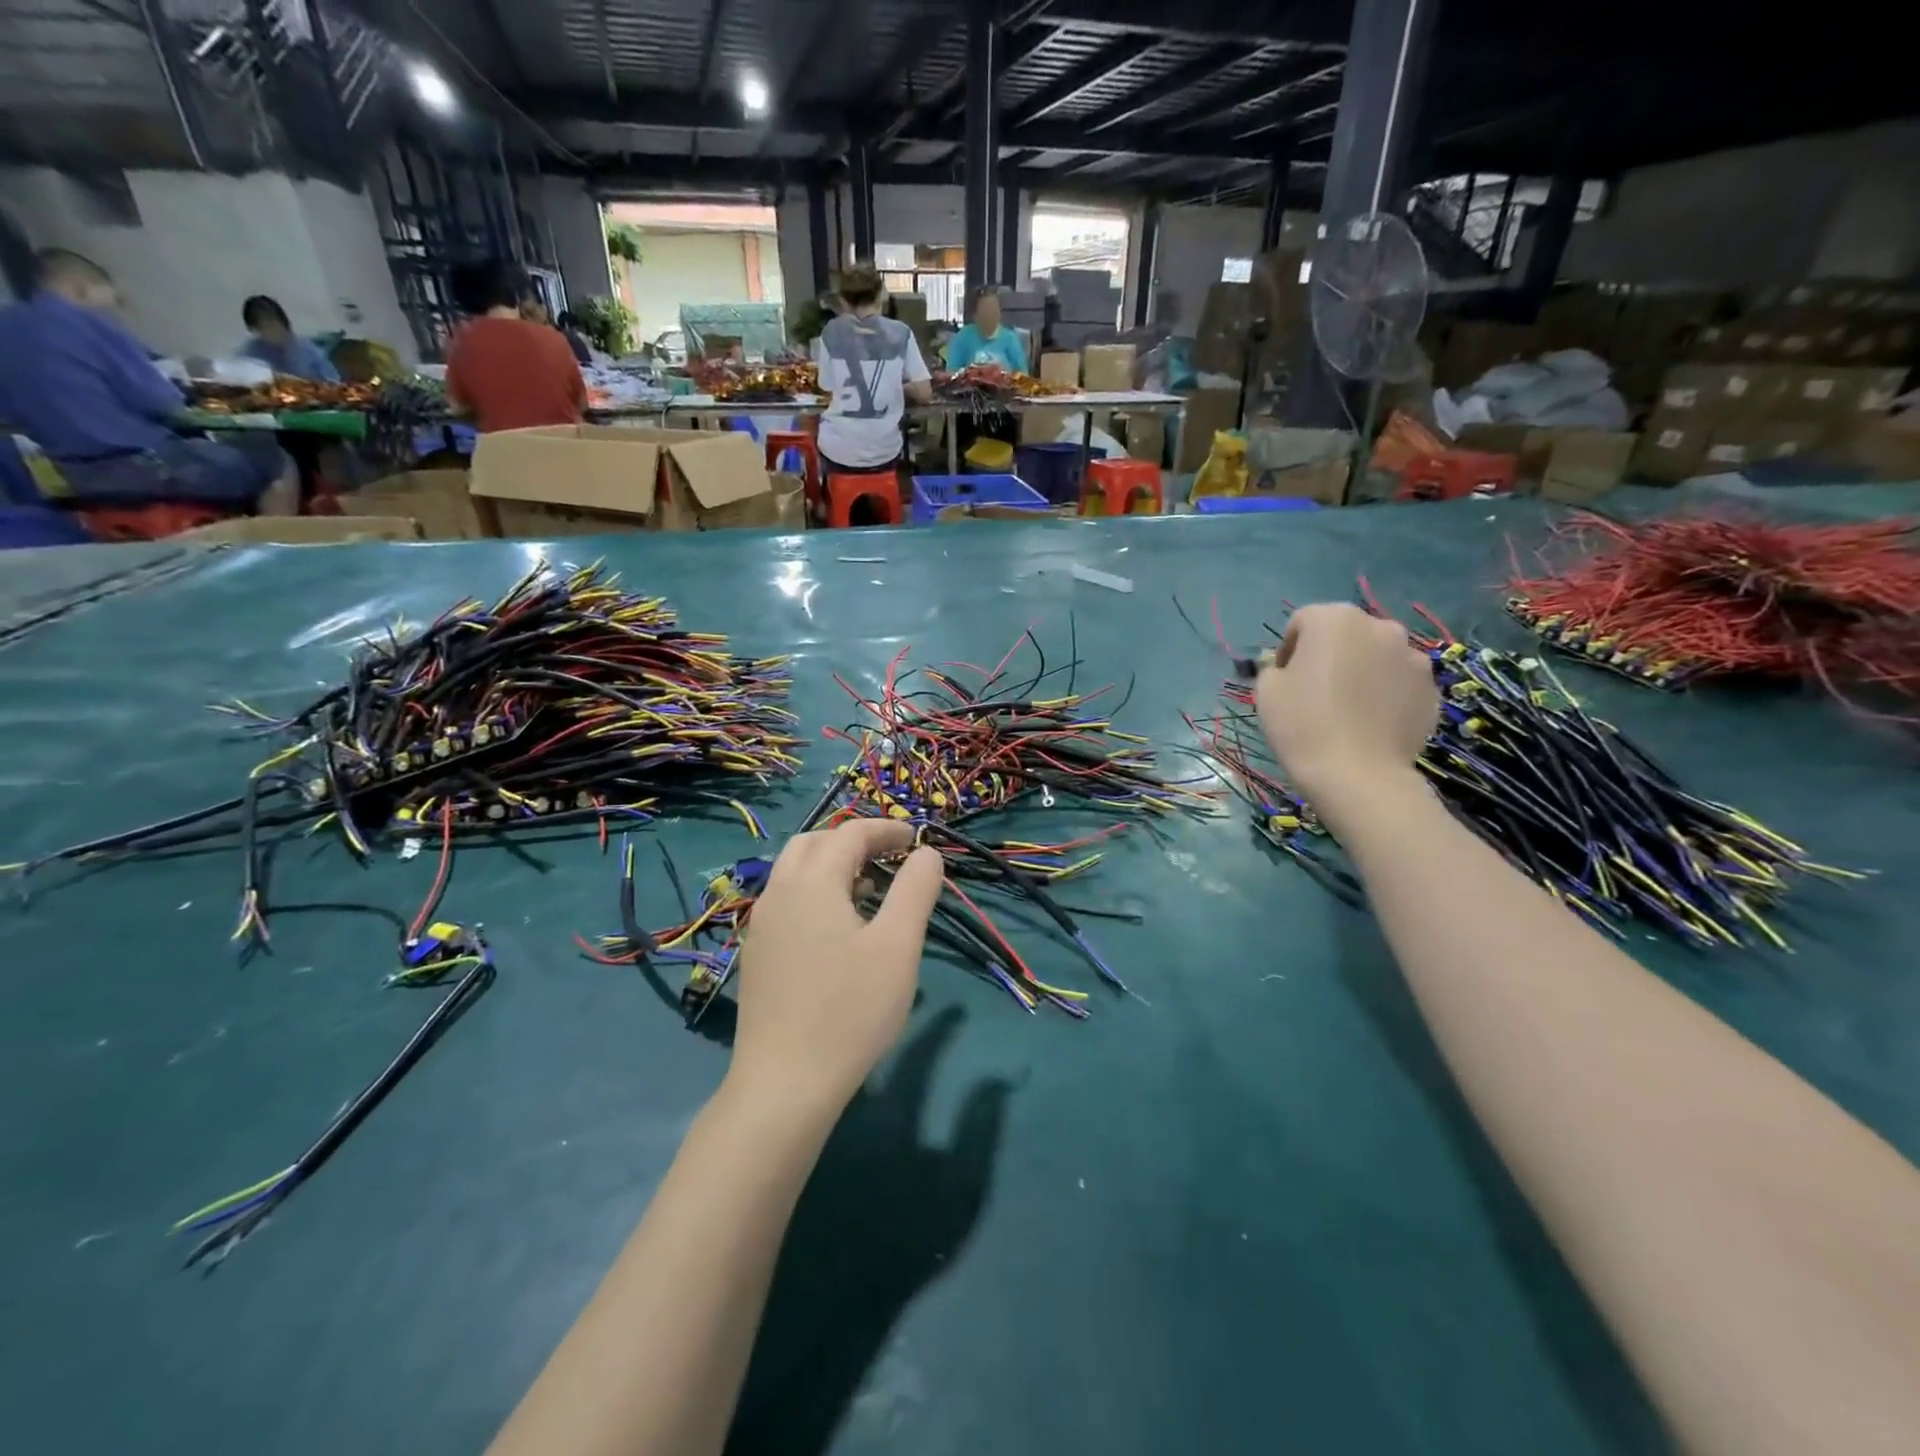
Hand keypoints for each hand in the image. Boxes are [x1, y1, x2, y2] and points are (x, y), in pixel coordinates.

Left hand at [729, 819, 945, 1118]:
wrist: (783, 1084)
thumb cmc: (850, 1010)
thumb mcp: (897, 946)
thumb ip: (915, 891)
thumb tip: (926, 854)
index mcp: (812, 882)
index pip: (850, 834)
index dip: (886, 829)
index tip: (917, 840)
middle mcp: (779, 893)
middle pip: (814, 843)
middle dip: (854, 841)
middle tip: (890, 858)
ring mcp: (762, 925)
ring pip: (796, 872)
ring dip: (832, 866)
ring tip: (870, 891)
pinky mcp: (757, 954)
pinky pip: (787, 901)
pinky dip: (815, 892)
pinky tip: (839, 930)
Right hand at [1256, 603, 1438, 812]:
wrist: (1357, 774)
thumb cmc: (1303, 724)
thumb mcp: (1266, 691)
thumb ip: (1274, 668)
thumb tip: (1289, 668)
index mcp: (1335, 619)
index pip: (1303, 621)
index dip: (1288, 649)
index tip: (1284, 679)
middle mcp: (1380, 627)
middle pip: (1346, 633)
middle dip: (1330, 654)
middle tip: (1316, 690)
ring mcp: (1413, 656)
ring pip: (1377, 656)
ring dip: (1361, 671)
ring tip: (1348, 708)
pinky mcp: (1431, 688)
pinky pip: (1399, 682)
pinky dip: (1385, 694)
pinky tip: (1371, 723)